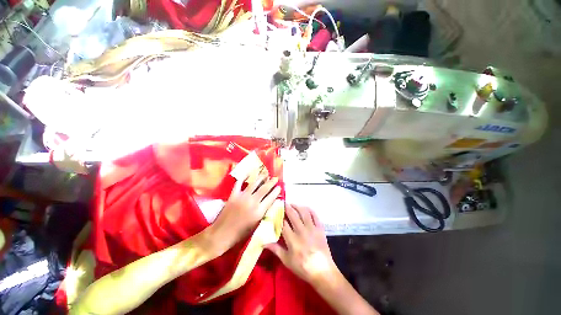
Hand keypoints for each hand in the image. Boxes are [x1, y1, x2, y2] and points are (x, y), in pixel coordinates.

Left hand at [212, 173, 280, 248]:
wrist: (222, 235)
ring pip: (254, 184)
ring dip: (261, 178)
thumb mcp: (256, 224)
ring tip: (266, 174)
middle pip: (264, 189)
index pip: (271, 198)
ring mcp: (242, 197)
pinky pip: (239, 183)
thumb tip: (269, 202)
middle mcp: (252, 202)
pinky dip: (243, 177)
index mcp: (259, 211)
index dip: (276, 191)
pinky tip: (248, 173)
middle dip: (271, 182)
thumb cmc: (240, 233)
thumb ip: (263, 212)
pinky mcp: (233, 195)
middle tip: (275, 178)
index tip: (279, 187)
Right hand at [265, 204, 337, 284]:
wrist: (322, 271)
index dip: (279, 216)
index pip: (283, 223)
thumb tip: (263, 243)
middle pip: (293, 214)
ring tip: (292, 204)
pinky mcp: (320, 228)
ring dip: (297, 206)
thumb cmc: (303, 267)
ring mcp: (312, 228)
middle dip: (287, 207)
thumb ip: (276, 249)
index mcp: (292, 239)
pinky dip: (310, 210)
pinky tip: (305, 208)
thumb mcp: (287, 261)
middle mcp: (302, 231)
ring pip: (304, 212)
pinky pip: (315, 215)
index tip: (275, 210)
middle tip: (283, 202)